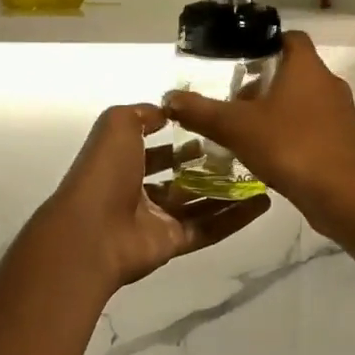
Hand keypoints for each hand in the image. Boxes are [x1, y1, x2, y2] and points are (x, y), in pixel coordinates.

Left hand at [45, 105, 272, 288]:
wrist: (92, 232)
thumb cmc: (104, 172)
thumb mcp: (117, 125)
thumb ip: (142, 114)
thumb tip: (167, 111)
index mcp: (121, 163)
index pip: (152, 150)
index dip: (177, 138)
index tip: (210, 127)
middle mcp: (138, 191)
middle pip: (178, 178)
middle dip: (206, 165)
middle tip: (241, 151)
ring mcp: (156, 220)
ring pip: (198, 204)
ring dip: (228, 191)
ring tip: (260, 175)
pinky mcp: (173, 243)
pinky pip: (209, 229)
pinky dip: (234, 218)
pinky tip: (262, 203)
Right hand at [162, 32, 354, 235]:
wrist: (343, 196)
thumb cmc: (291, 147)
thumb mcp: (236, 127)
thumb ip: (202, 111)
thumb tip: (170, 98)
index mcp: (307, 68)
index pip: (290, 38)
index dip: (265, 43)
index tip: (239, 58)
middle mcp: (328, 84)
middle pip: (293, 71)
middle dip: (262, 82)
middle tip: (232, 99)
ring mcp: (340, 114)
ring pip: (302, 100)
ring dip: (275, 110)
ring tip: (244, 128)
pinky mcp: (343, 141)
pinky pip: (312, 126)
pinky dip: (290, 132)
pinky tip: (267, 153)